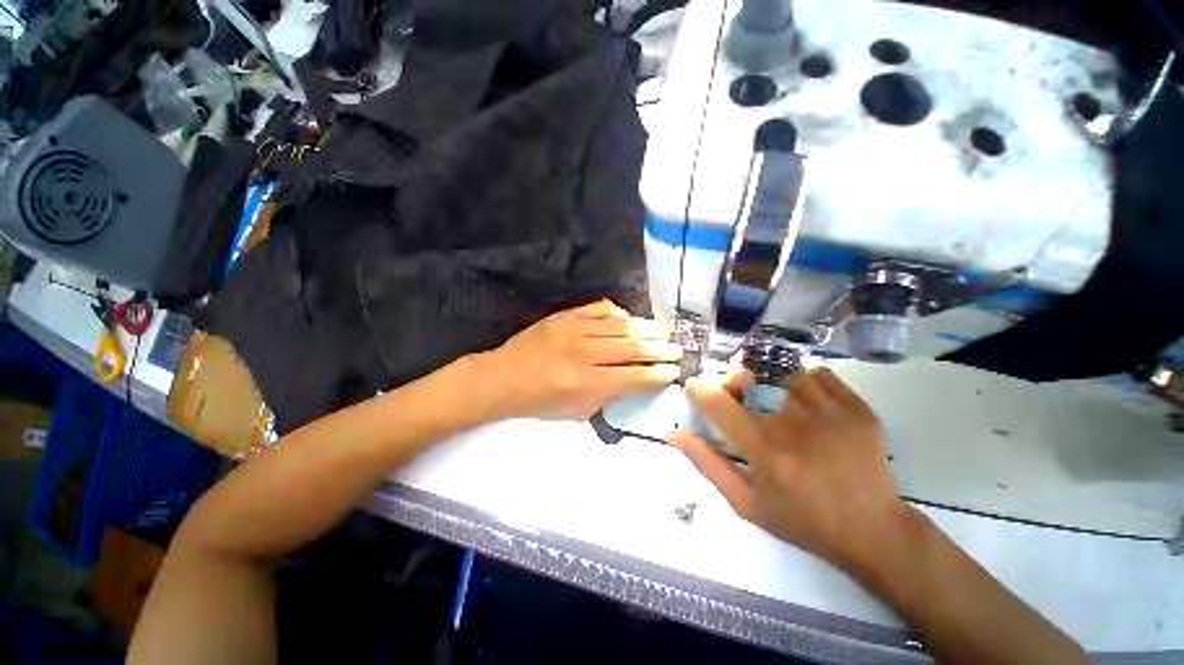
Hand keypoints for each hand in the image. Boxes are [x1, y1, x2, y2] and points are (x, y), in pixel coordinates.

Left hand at [470, 300, 681, 420]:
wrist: (502, 378)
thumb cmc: (538, 403)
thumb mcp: (576, 412)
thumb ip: (608, 396)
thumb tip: (634, 380)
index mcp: (585, 382)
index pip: (633, 376)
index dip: (657, 374)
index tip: (673, 371)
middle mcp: (583, 352)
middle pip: (632, 347)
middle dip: (660, 349)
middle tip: (677, 350)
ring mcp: (573, 329)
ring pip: (620, 325)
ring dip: (646, 329)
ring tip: (662, 333)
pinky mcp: (565, 316)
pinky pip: (600, 309)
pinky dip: (619, 314)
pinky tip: (629, 320)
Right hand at [666, 368, 914, 572]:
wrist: (873, 531)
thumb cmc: (801, 520)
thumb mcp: (745, 502)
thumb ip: (706, 463)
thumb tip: (672, 433)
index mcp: (764, 451)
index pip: (717, 401)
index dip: (700, 388)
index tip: (698, 389)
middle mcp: (794, 426)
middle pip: (749, 377)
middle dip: (734, 383)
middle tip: (739, 398)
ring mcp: (830, 413)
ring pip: (781, 372)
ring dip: (769, 383)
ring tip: (776, 403)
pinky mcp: (857, 409)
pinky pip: (817, 374)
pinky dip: (804, 382)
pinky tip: (807, 404)